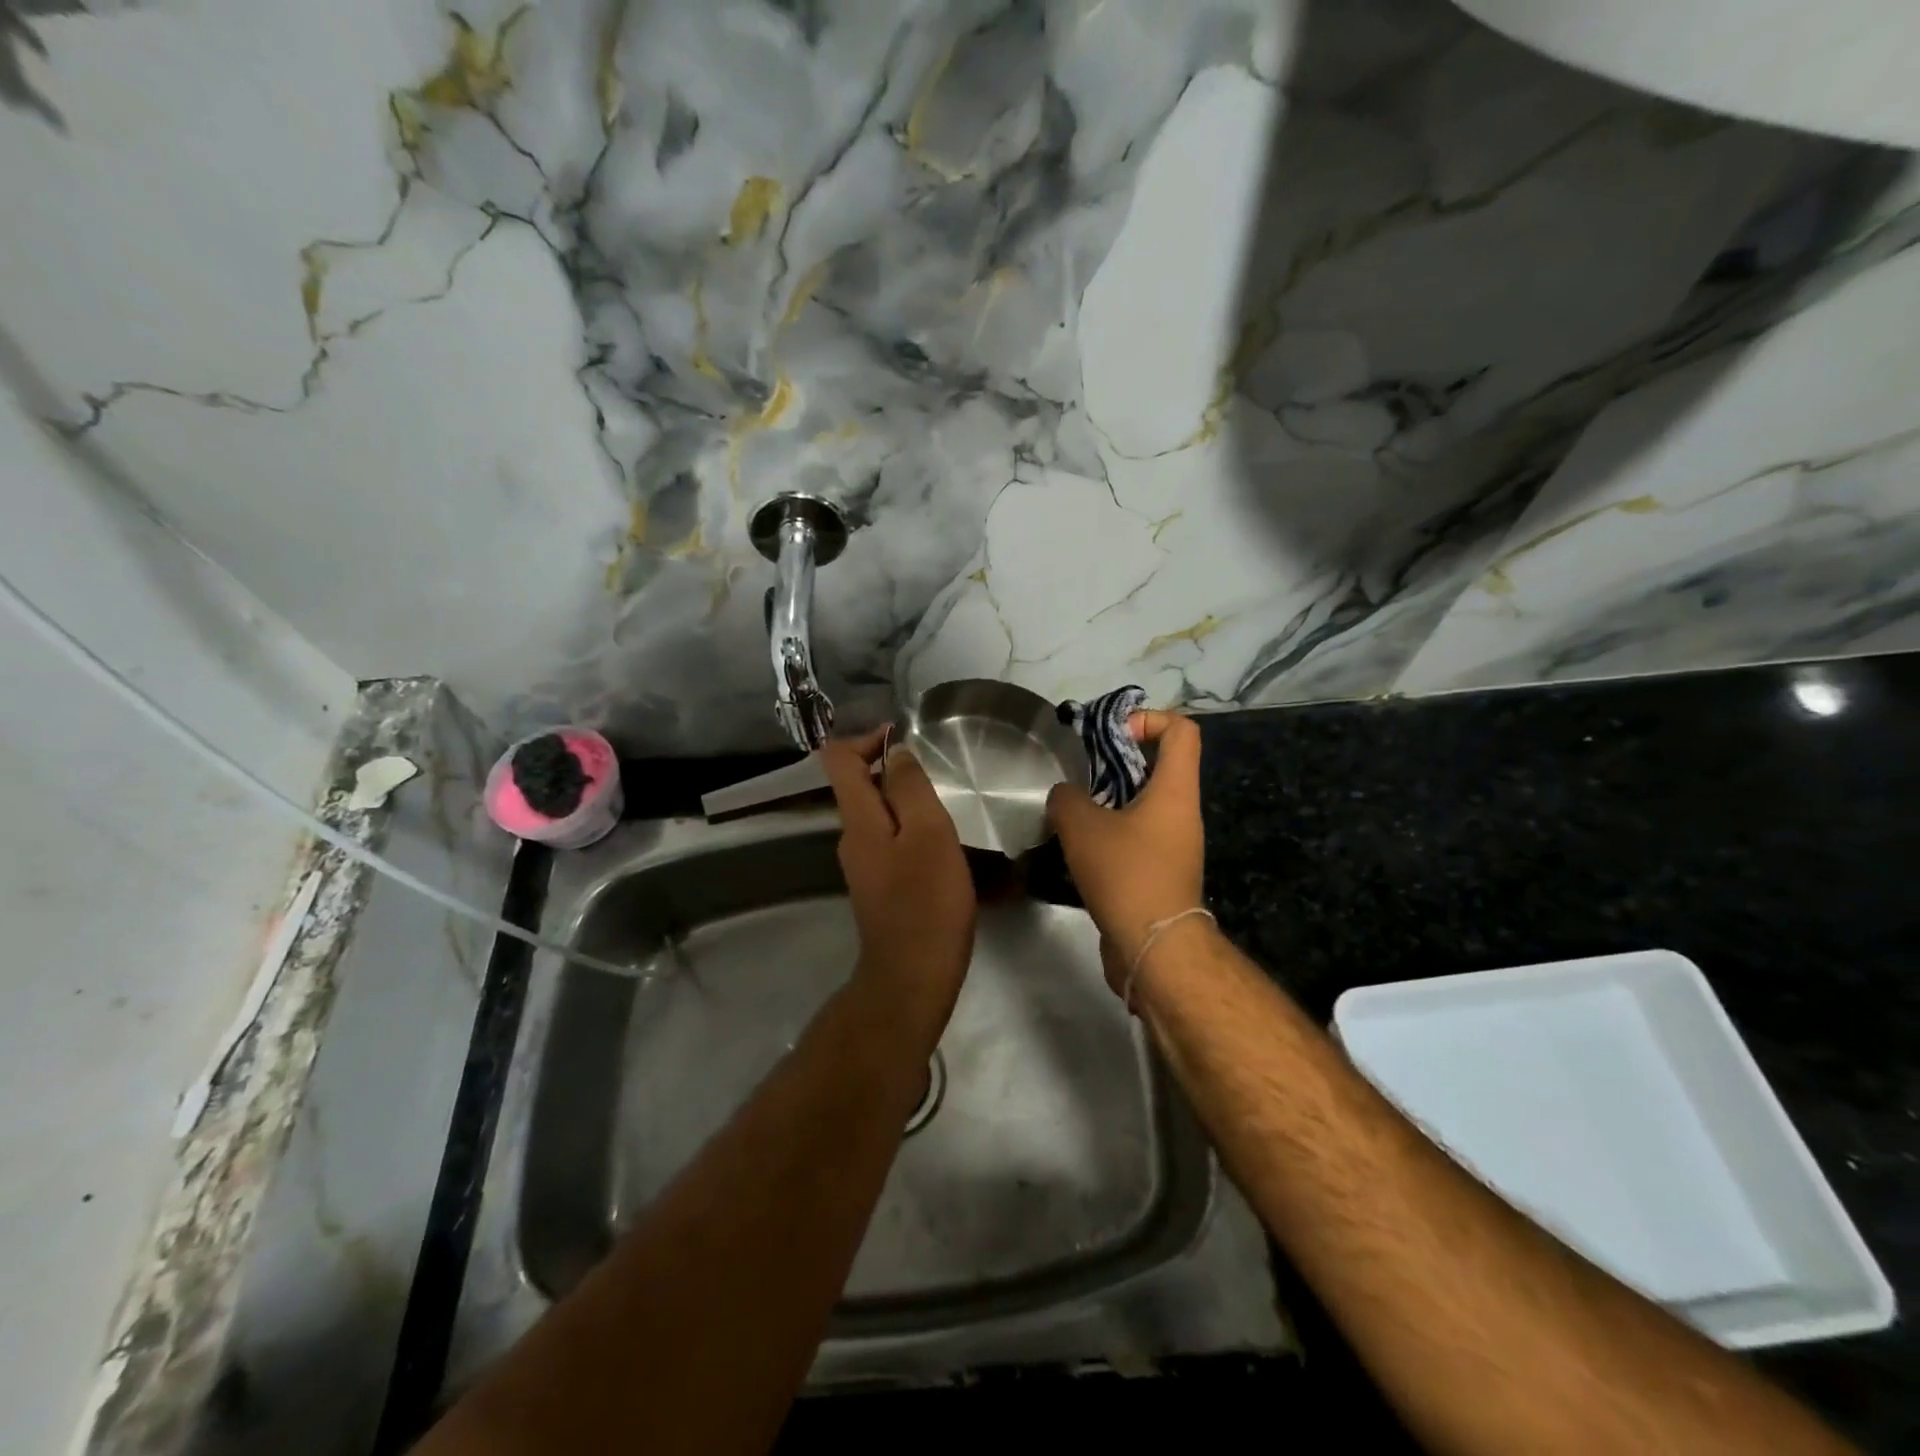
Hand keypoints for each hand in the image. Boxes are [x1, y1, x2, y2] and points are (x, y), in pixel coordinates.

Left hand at [820, 729, 976, 1040]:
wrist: (912, 977)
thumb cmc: (926, 901)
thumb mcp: (928, 833)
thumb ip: (909, 787)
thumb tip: (894, 752)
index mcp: (858, 819)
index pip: (838, 759)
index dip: (866, 739)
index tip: (903, 737)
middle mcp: (852, 837)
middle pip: (859, 786)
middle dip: (895, 772)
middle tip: (940, 780)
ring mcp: (864, 866)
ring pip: (881, 817)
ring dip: (910, 807)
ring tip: (951, 816)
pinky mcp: (880, 888)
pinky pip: (893, 844)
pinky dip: (915, 835)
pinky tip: (948, 852)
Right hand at [1046, 712, 1206, 987]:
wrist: (1154, 948)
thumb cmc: (1127, 874)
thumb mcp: (1083, 827)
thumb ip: (1067, 798)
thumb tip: (1065, 796)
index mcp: (1175, 791)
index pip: (1182, 731)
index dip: (1149, 719)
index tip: (1111, 735)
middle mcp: (1182, 813)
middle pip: (1159, 765)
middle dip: (1118, 760)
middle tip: (1080, 772)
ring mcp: (1174, 845)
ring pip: (1144, 803)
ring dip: (1109, 799)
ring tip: (1072, 810)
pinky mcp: (1161, 872)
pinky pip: (1137, 835)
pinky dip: (1111, 831)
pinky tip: (1078, 846)